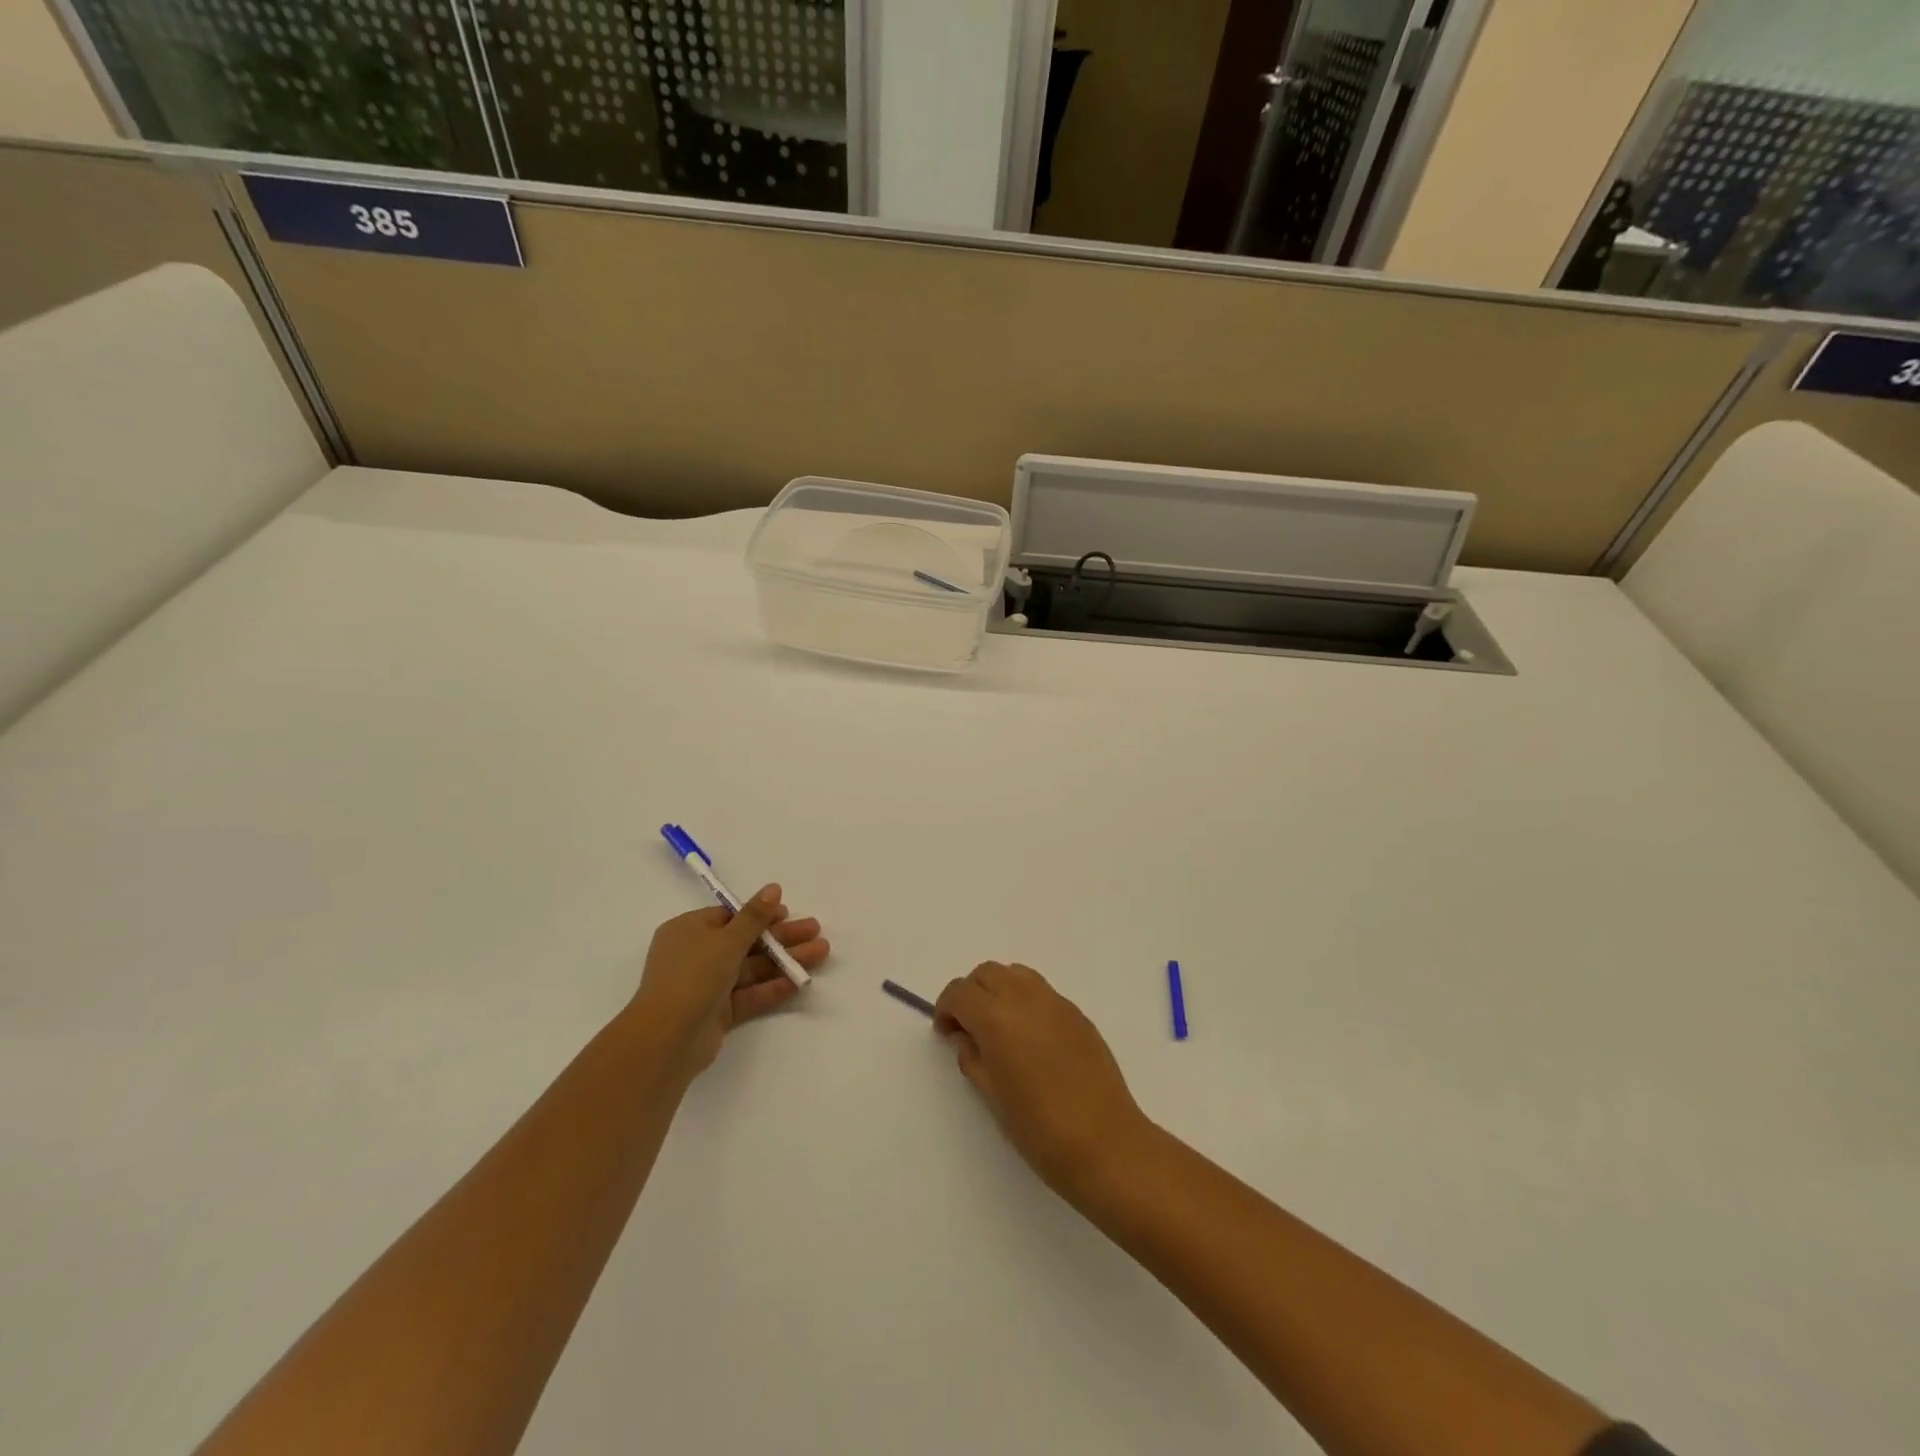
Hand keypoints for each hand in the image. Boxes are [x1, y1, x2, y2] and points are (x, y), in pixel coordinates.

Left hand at [630, 885, 830, 1074]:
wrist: (668, 1039)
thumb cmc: (694, 975)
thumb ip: (755, 916)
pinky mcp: (717, 1012)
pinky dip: (772, 987)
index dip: (760, 914)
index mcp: (689, 930)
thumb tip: (773, 888)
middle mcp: (696, 955)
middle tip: (815, 930)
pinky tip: (799, 981)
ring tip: (821, 953)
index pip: (729, 916)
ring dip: (784, 960)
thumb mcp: (727, 939)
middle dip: (781, 937)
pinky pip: (749, 994)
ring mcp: (706, 986)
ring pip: (751, 968)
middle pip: (746, 942)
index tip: (788, 913)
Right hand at [934, 962, 1150, 1197]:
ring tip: (1001, 1027)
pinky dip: (1026, 1000)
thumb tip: (967, 1038)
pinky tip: (1031, 1037)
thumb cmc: (1040, 1129)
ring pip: (1016, 974)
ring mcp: (1055, 1002)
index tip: (947, 1033)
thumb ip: (973, 1058)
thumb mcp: (992, 1096)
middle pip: (987, 973)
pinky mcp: (1078, 1013)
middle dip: (971, 994)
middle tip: (970, 1029)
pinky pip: (1042, 991)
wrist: (1105, 1143)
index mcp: (996, 1018)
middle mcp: (1024, 998)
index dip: (946, 1008)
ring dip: (999, 990)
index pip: (959, 992)